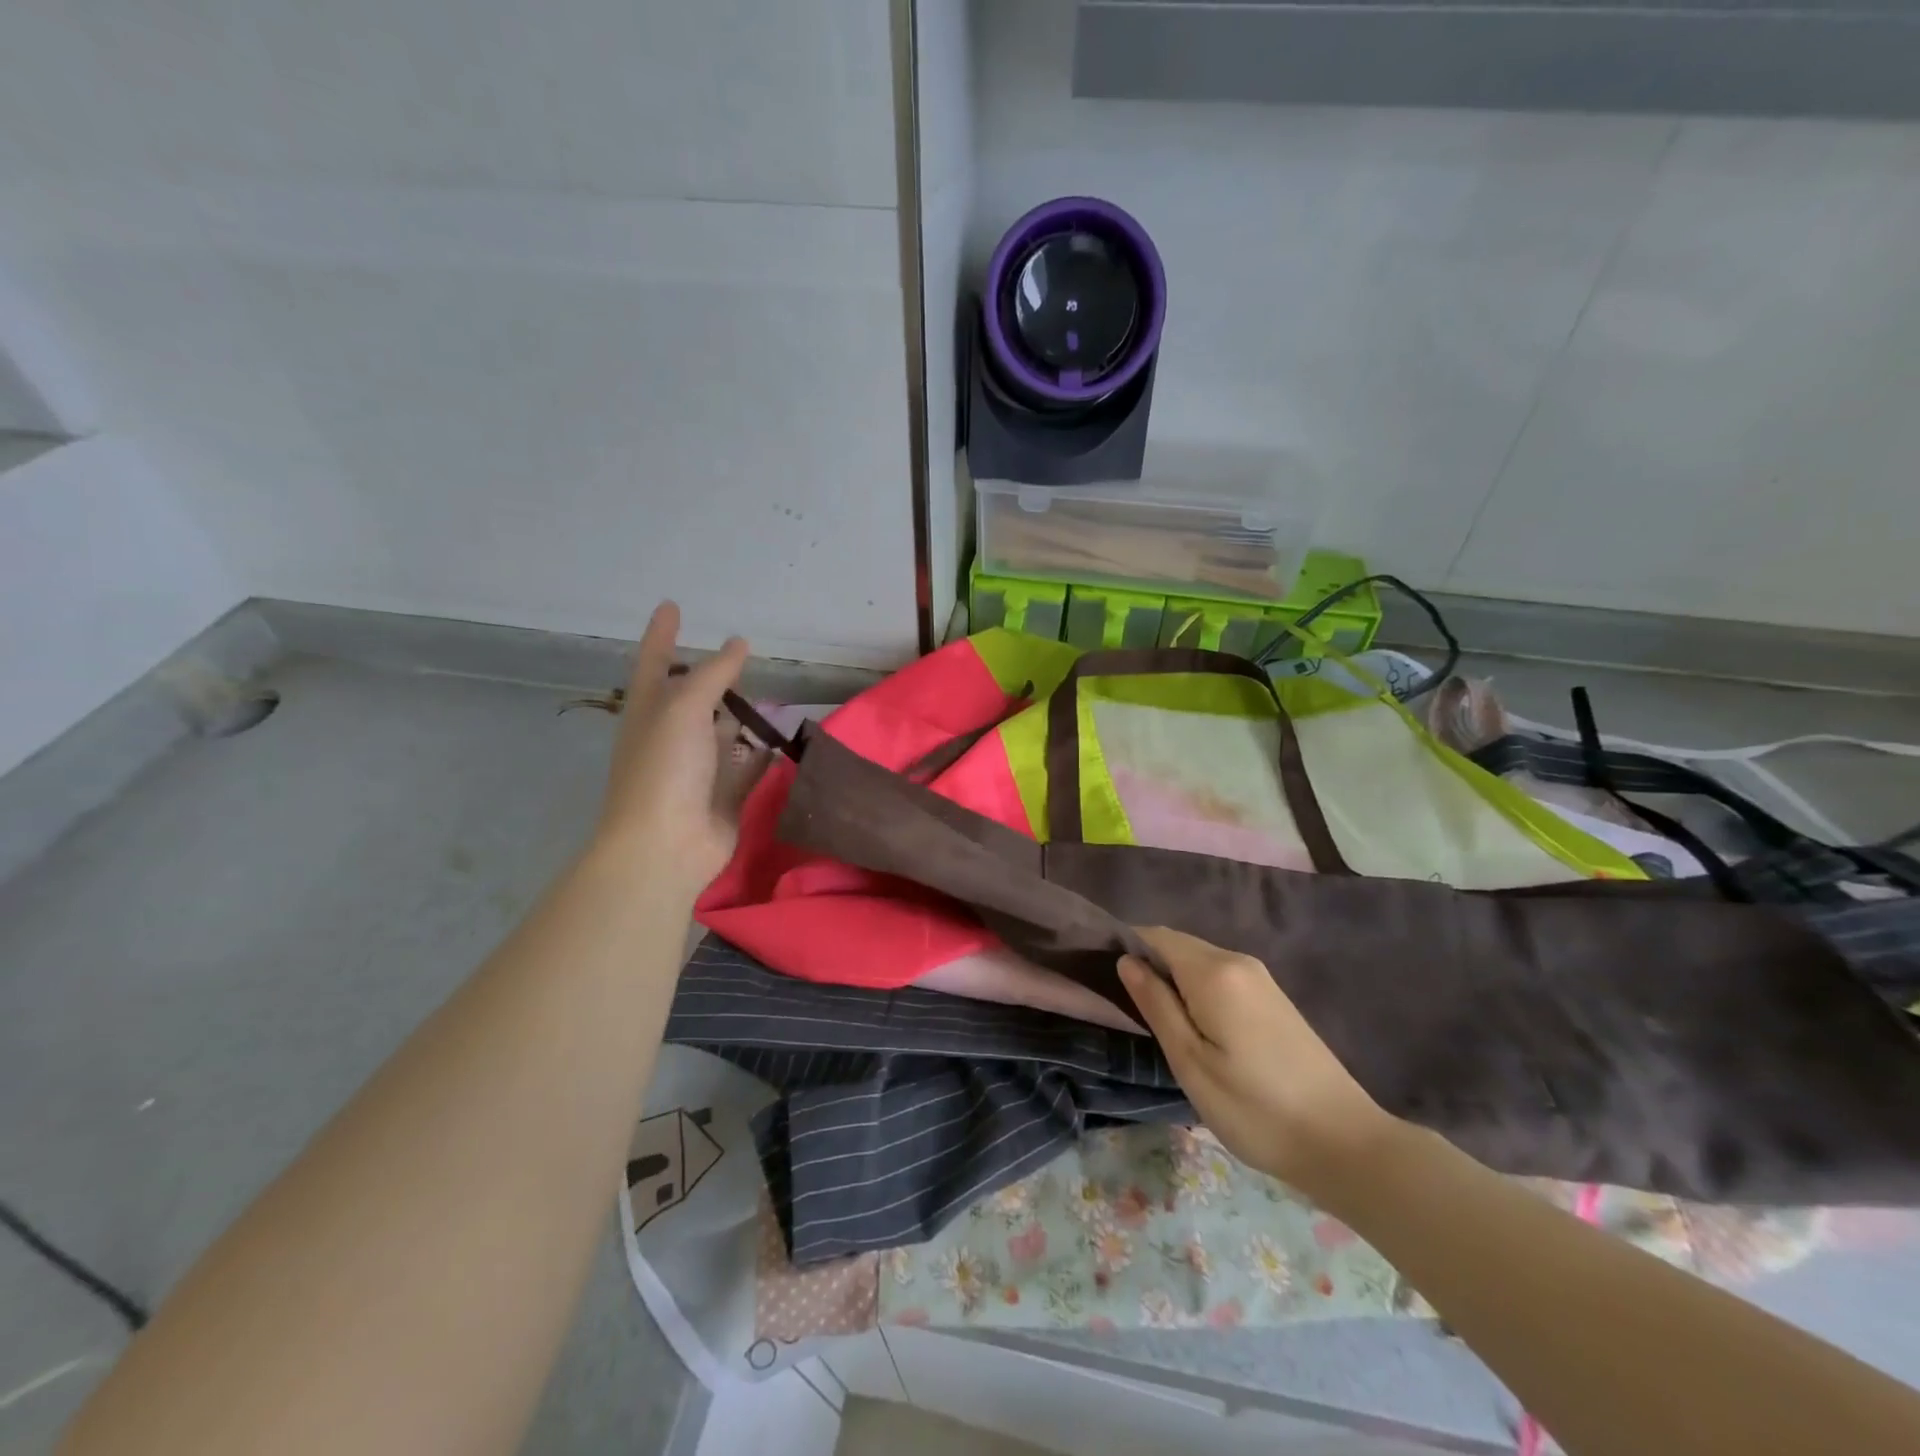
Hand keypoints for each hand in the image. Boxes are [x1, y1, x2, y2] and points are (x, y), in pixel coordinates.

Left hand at [592, 602, 749, 896]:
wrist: (666, 845)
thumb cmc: (664, 769)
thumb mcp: (684, 709)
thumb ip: (713, 674)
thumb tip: (739, 643)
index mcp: (648, 711)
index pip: (654, 661)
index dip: (662, 633)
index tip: (672, 606)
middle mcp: (670, 736)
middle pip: (690, 698)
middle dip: (709, 677)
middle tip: (738, 654)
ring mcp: (697, 768)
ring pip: (721, 732)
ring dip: (740, 716)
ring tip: (769, 693)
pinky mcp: (724, 795)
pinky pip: (747, 767)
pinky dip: (762, 754)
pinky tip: (781, 740)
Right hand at [1119, 927, 1393, 1196]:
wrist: (1344, 1143)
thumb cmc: (1255, 1108)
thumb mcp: (1190, 1062)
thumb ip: (1156, 1004)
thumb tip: (1126, 961)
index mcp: (1214, 971)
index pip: (1155, 936)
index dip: (1126, 948)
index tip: (1100, 976)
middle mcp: (1238, 961)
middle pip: (1178, 945)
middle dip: (1148, 964)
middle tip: (1123, 1005)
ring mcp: (1260, 978)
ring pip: (1199, 961)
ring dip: (1172, 979)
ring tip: (1153, 1018)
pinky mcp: (1273, 998)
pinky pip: (1220, 976)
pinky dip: (1196, 989)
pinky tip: (1192, 1024)